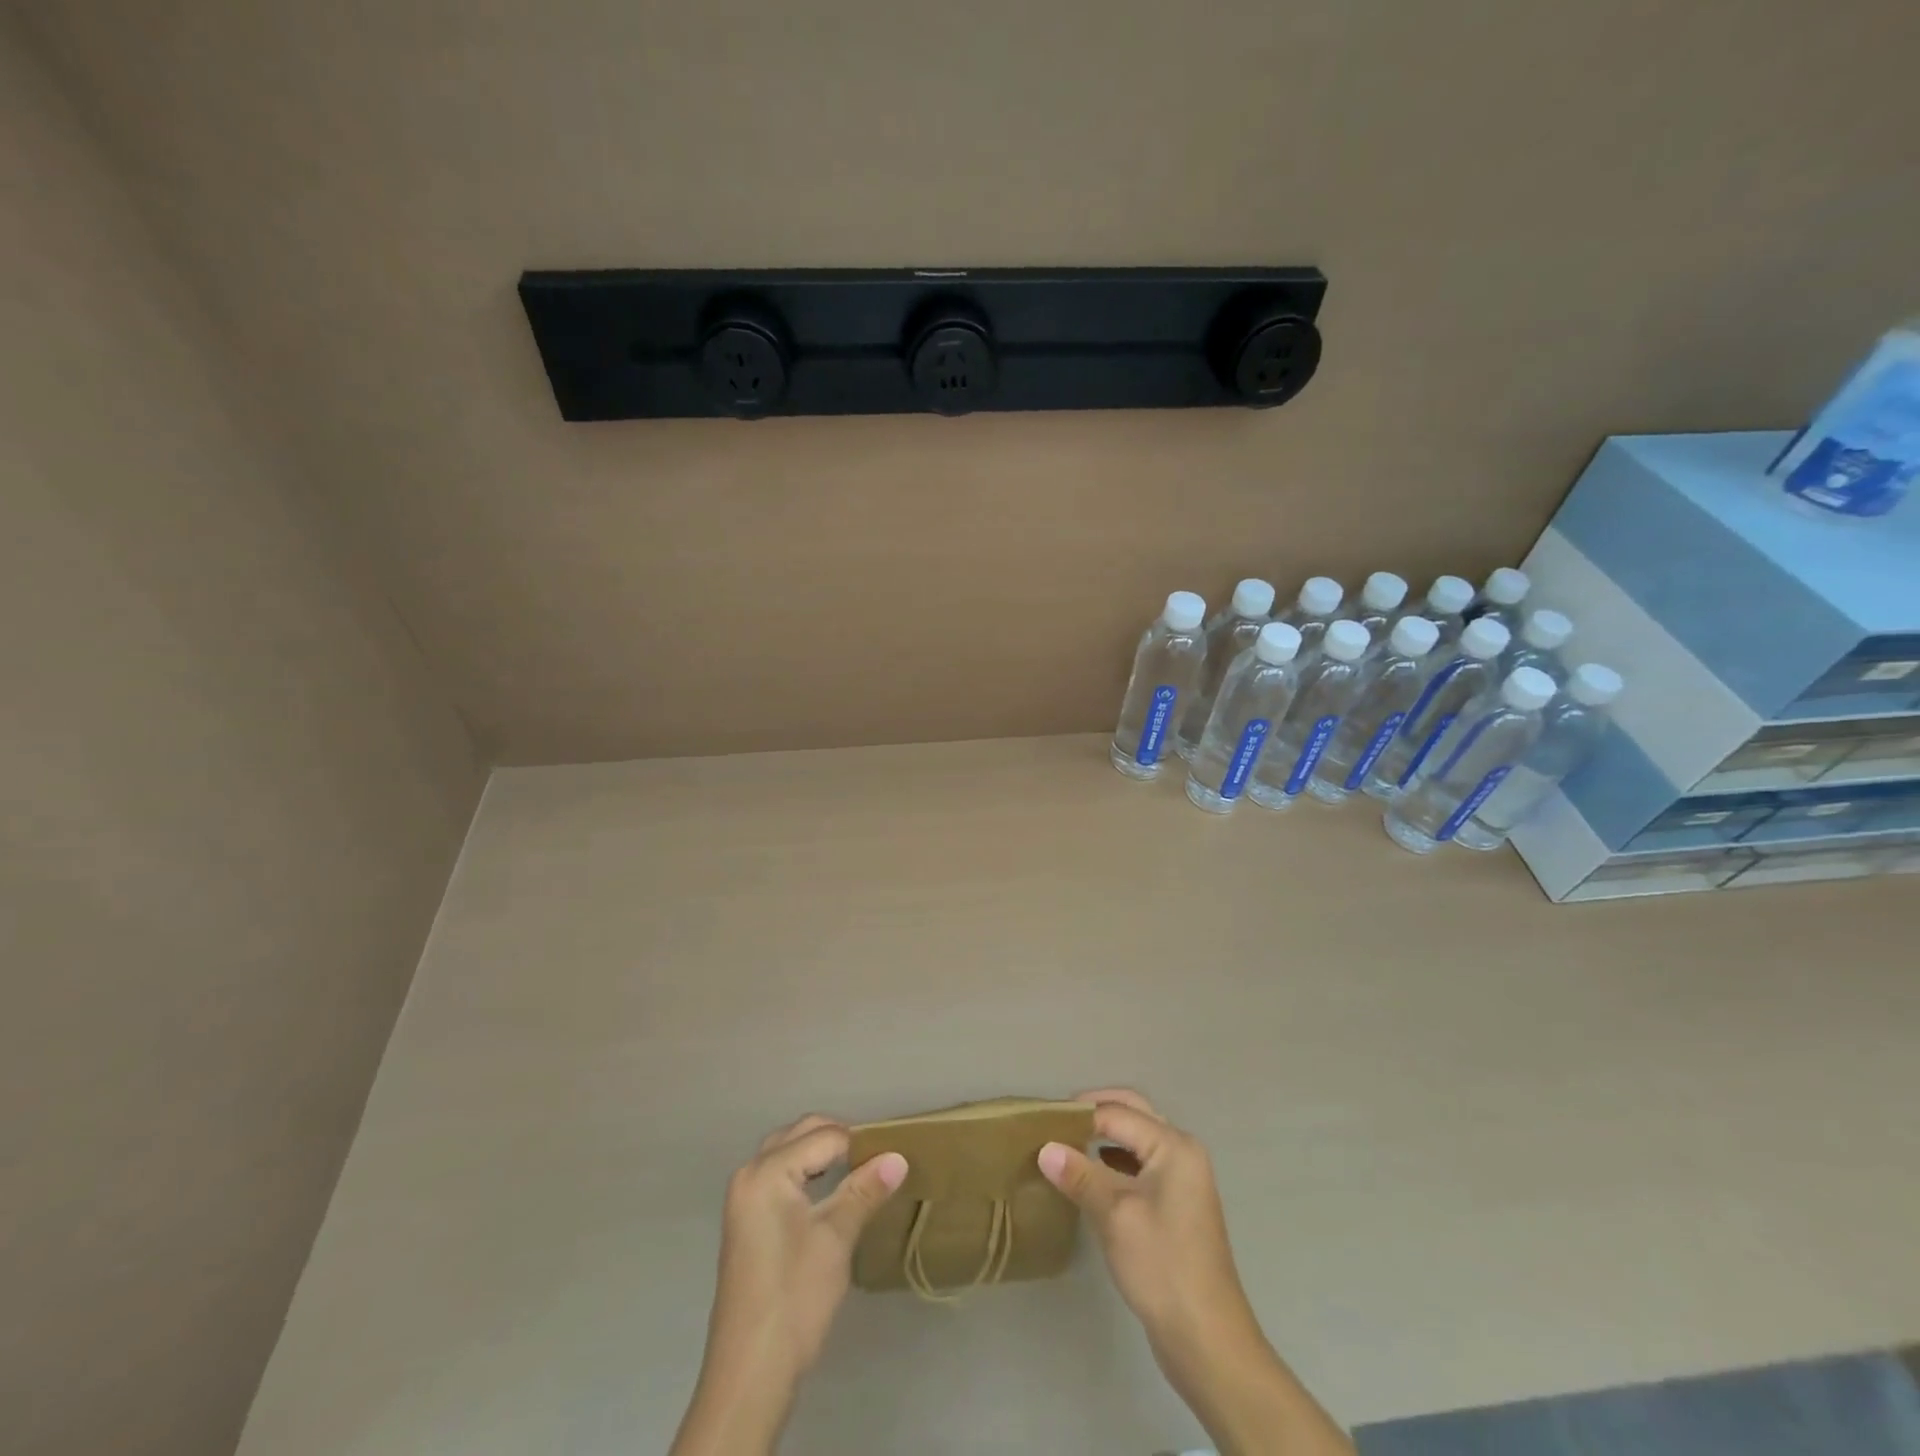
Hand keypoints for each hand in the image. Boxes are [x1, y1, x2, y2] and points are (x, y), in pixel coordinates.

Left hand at [671, 1114, 907, 1455]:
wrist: (750, 1374)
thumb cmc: (795, 1298)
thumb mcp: (836, 1238)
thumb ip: (865, 1190)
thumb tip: (899, 1157)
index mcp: (767, 1171)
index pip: (824, 1137)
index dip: (860, 1145)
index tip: (893, 1157)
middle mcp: (750, 1174)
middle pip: (801, 1135)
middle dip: (839, 1139)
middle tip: (877, 1159)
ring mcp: (744, 1199)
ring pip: (789, 1153)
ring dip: (822, 1153)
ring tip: (859, 1171)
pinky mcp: (747, 1221)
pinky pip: (780, 1175)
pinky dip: (807, 1172)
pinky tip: (831, 1193)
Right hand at [1039, 1089, 1354, 1455]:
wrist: (1207, 1341)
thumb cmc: (1163, 1267)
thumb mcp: (1115, 1215)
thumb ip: (1080, 1175)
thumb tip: (1045, 1147)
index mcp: (1173, 1146)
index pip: (1117, 1113)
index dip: (1079, 1114)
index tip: (1041, 1120)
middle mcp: (1182, 1153)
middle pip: (1133, 1114)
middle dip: (1095, 1113)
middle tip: (1055, 1123)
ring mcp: (1182, 1180)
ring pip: (1136, 1141)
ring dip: (1103, 1137)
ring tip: (1065, 1145)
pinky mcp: (1176, 1206)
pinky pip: (1139, 1167)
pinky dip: (1113, 1163)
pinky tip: (1088, 1177)